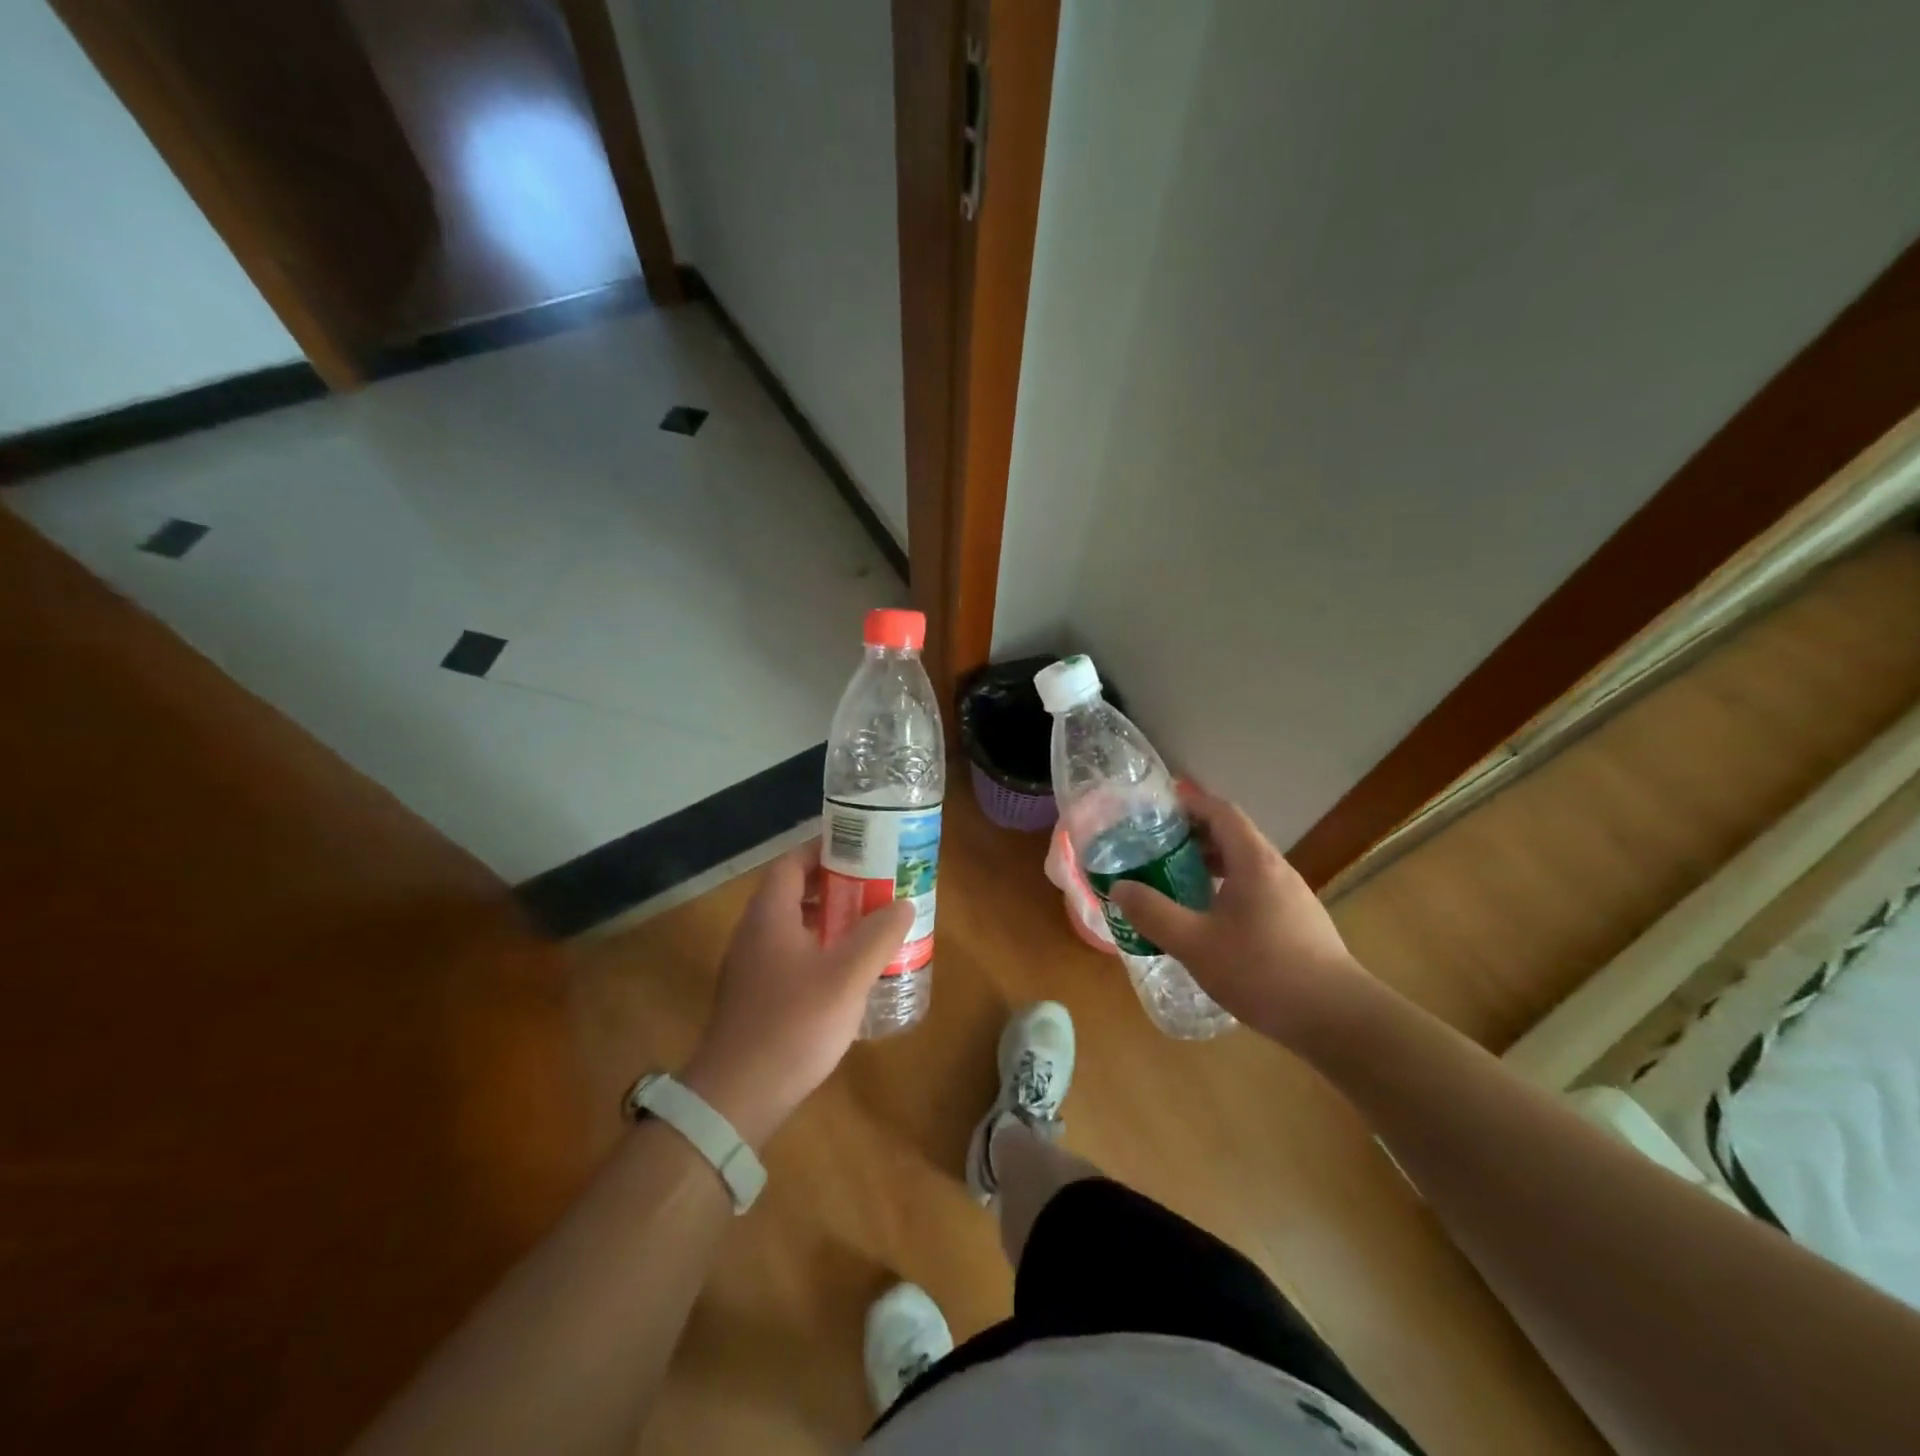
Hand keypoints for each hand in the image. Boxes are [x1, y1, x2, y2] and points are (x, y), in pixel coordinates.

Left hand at [680, 841, 912, 1146]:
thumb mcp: (847, 976)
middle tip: (875, 887)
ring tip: (869, 925)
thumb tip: (903, 904)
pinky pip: (789, 955)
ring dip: (828, 920)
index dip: (824, 849)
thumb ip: (878, 936)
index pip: (792, 862)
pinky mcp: (754, 996)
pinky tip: (847, 972)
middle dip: (835, 885)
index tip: (861, 849)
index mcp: (770, 915)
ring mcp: (750, 966)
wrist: (737, 1097)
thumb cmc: (793, 1024)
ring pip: (792, 926)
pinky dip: (818, 950)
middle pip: (793, 892)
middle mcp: (754, 932)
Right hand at [1109, 785, 1364, 1047]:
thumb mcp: (1195, 944)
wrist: (1337, 1019)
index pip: (1221, 812)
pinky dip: (1227, 887)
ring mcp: (1292, 896)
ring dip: (1210, 863)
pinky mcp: (1298, 921)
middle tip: (1155, 848)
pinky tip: (1210, 919)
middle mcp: (1276, 869)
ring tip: (1176, 881)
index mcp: (1254, 861)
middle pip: (1233, 835)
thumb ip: (1153, 914)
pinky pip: (1256, 888)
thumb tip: (1119, 888)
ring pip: (1245, 864)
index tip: (1156, 810)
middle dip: (1193, 835)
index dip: (1189, 804)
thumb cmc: (1262, 972)